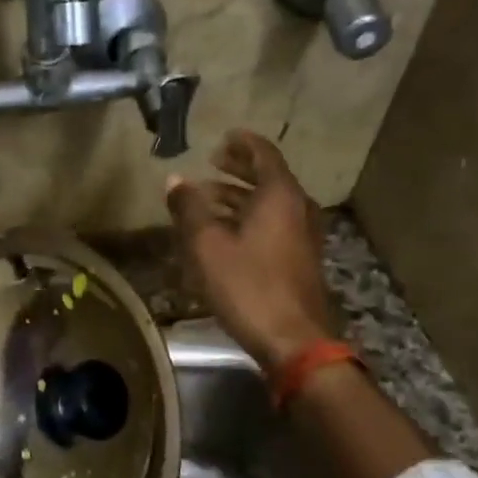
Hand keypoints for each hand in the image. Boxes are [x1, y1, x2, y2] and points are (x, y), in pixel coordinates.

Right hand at [166, 130, 334, 371]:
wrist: (293, 340)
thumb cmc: (248, 286)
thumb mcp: (208, 245)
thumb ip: (190, 208)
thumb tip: (174, 180)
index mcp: (279, 196)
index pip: (264, 154)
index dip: (242, 143)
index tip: (223, 137)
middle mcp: (298, 209)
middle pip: (269, 177)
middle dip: (240, 168)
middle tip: (214, 162)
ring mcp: (303, 236)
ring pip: (270, 204)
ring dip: (240, 196)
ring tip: (208, 199)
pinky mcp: (299, 260)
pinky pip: (273, 225)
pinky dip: (250, 218)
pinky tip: (225, 233)